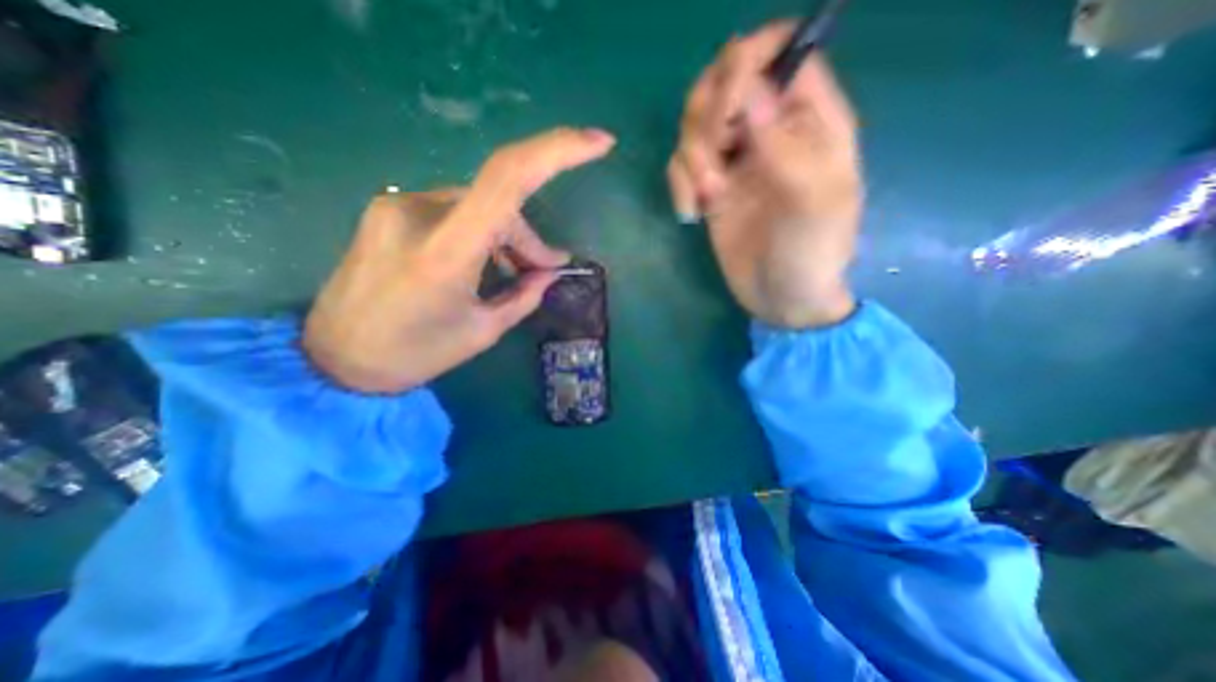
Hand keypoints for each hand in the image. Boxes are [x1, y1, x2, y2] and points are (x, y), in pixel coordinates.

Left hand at [304, 127, 617, 394]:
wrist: (334, 360)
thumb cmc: (415, 354)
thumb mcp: (482, 331)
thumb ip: (522, 296)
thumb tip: (548, 271)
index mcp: (445, 252)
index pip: (506, 180)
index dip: (557, 152)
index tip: (600, 142)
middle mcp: (417, 214)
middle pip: (498, 201)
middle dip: (529, 237)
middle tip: (545, 269)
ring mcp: (396, 206)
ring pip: (477, 205)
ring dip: (504, 236)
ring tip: (515, 272)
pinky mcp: (388, 210)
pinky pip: (453, 211)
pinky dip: (479, 232)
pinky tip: (482, 262)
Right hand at [664, 22, 862, 328]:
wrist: (781, 299)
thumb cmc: (811, 253)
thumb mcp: (813, 202)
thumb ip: (786, 146)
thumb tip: (748, 91)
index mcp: (811, 122)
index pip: (781, 53)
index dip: (747, 65)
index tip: (729, 112)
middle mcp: (769, 132)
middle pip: (724, 82)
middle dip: (709, 119)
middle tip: (715, 161)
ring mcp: (736, 162)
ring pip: (695, 125)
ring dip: (692, 159)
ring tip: (706, 197)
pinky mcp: (710, 190)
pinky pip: (680, 165)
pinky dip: (679, 185)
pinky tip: (692, 214)